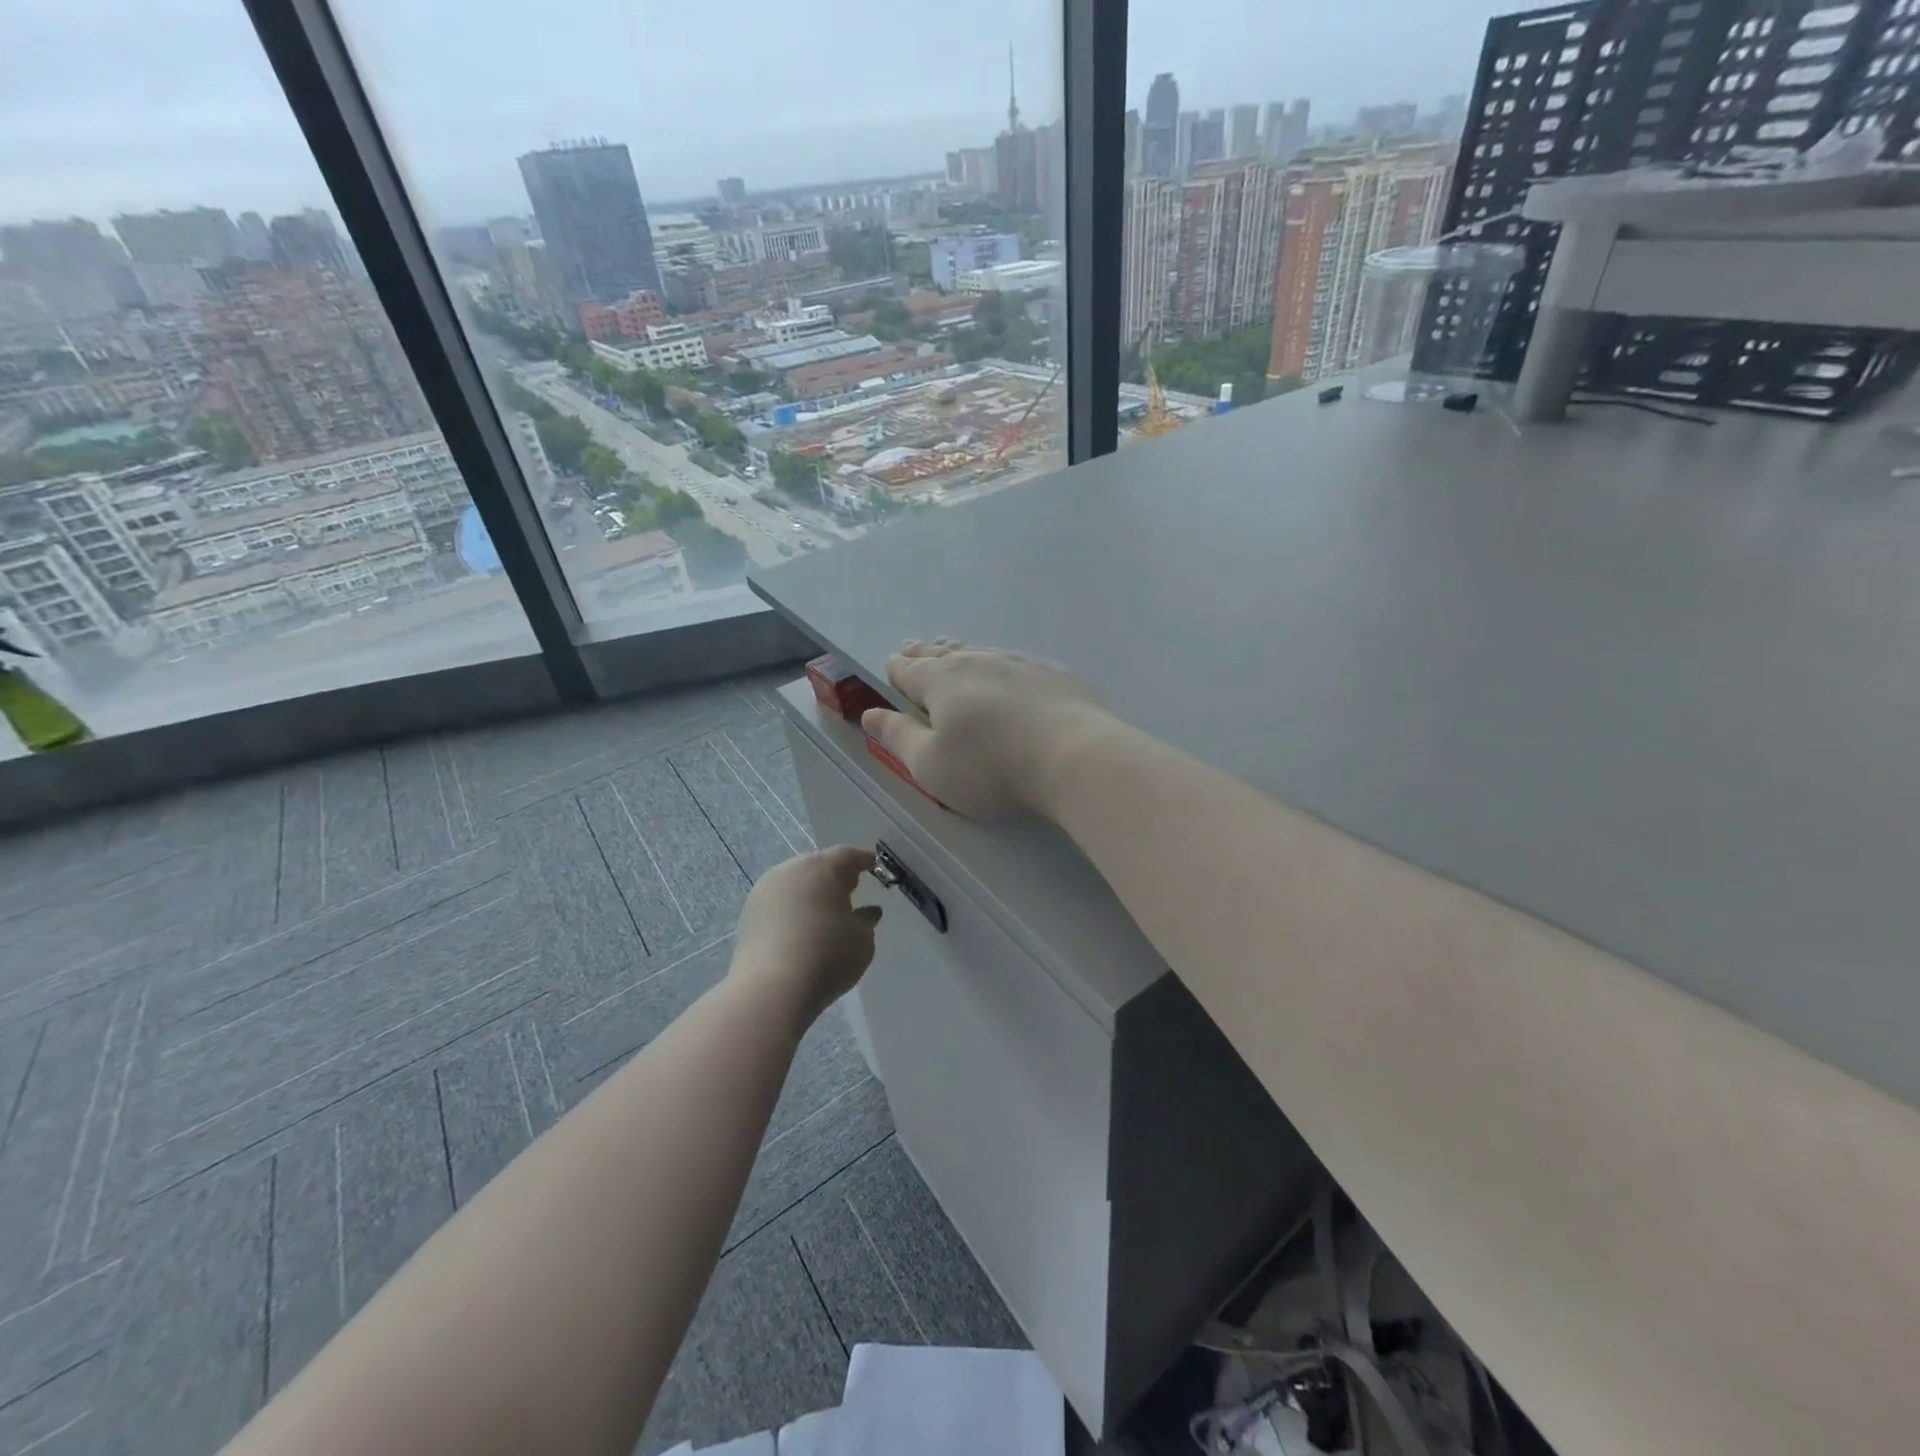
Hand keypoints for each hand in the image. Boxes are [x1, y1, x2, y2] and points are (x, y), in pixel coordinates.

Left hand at [732, 845, 881, 1024]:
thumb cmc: (827, 956)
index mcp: (822, 867)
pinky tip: (803, 927)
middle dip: (835, 876)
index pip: (848, 855)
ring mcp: (765, 890)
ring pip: (796, 883)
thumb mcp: (862, 939)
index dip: (864, 861)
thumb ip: (866, 921)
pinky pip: (780, 902)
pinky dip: (794, 909)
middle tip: (851, 890)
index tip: (875, 868)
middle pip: (818, 866)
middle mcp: (791, 870)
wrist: (771, 989)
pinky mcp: (749, 914)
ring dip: (812, 892)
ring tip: (827, 912)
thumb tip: (866, 912)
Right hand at [860, 640, 1106, 819]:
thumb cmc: (991, 768)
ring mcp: (1019, 663)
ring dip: (960, 653)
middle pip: (942, 654)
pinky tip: (1007, 669)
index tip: (892, 665)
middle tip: (912, 649)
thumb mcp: (930, 765)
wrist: (1075, 757)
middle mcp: (977, 662)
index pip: (909, 670)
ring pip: (979, 652)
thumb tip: (869, 713)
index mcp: (941, 682)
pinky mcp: (1053, 674)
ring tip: (951, 651)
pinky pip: (1015, 661)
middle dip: (923, 654)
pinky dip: (999, 664)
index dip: (897, 669)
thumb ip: (897, 737)